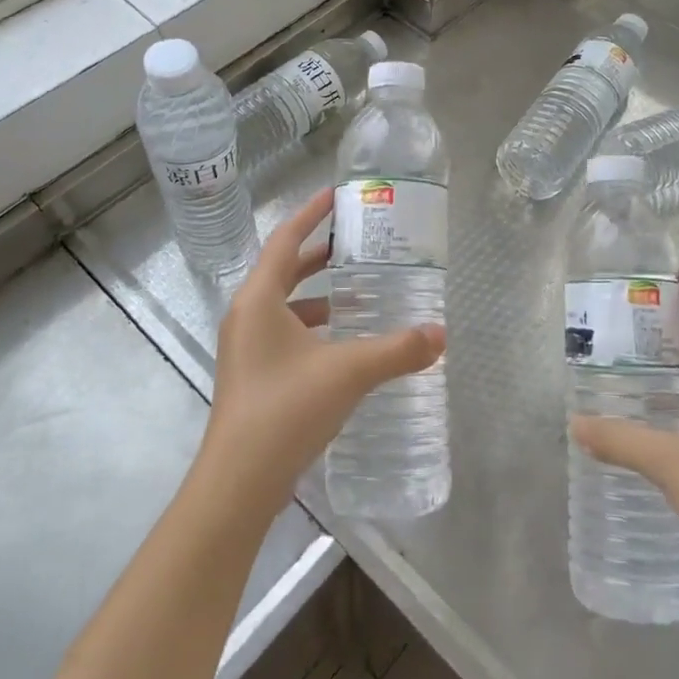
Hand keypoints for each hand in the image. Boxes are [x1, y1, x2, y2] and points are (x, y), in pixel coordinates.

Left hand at [198, 188, 444, 512]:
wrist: (238, 483)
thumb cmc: (285, 409)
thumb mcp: (348, 372)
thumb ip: (397, 350)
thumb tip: (441, 334)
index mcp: (259, 299)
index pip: (285, 240)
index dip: (310, 214)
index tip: (335, 195)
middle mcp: (247, 316)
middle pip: (284, 270)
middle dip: (318, 254)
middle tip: (358, 244)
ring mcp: (246, 348)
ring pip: (285, 306)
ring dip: (318, 296)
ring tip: (359, 294)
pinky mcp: (253, 376)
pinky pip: (285, 333)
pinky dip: (313, 328)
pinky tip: (344, 345)